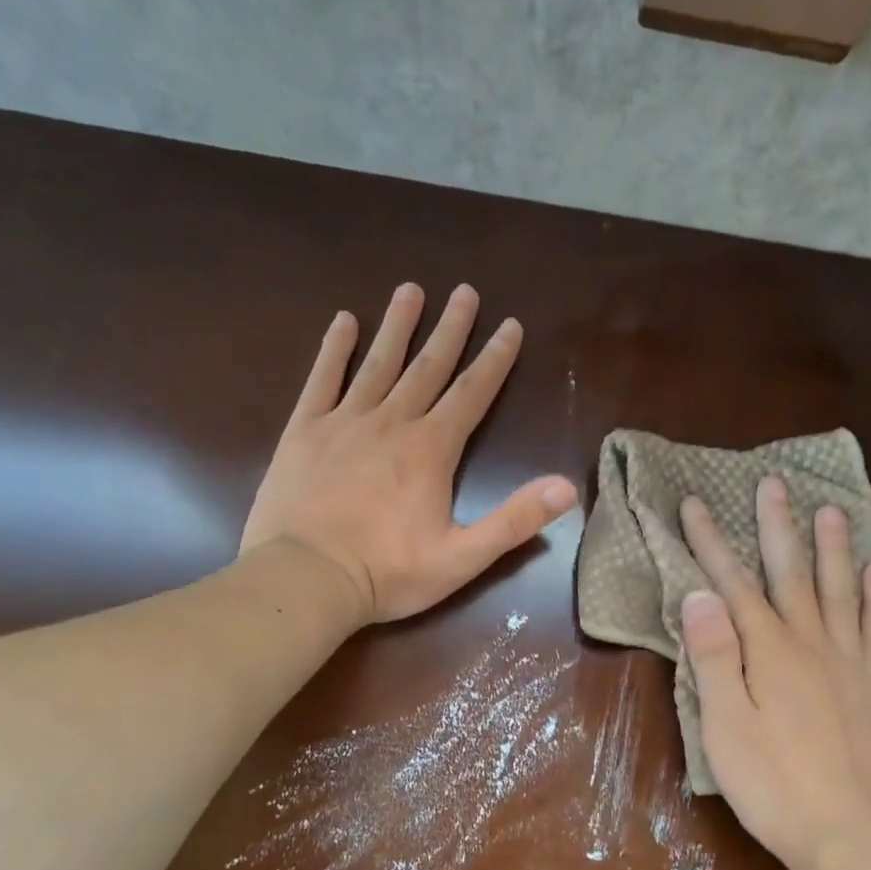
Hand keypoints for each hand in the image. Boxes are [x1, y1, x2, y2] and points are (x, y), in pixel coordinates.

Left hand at [240, 283, 578, 623]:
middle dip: (451, 329)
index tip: (510, 326)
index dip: (495, 359)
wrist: (305, 579)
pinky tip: (344, 322)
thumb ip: (515, 520)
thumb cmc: (387, 572)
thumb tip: (567, 488)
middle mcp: (391, 422)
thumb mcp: (463, 557)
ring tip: (411, 290)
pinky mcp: (304, 431)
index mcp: (431, 449)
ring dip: (398, 325)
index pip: (472, 393)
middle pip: (429, 366)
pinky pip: (322, 379)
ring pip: (378, 362)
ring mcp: (344, 422)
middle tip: (465, 291)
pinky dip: (334, 348)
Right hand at [678, 476, 870, 869]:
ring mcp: (846, 663)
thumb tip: (699, 594)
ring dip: (833, 548)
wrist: (841, 832)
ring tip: (833, 510)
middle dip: (777, 527)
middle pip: (790, 574)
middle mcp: (810, 643)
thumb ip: (712, 656)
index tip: (694, 504)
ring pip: (839, 591)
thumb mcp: (723, 723)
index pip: (732, 583)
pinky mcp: (869, 687)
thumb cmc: (769, 782)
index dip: (710, 543)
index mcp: (767, 650)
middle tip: (775, 483)